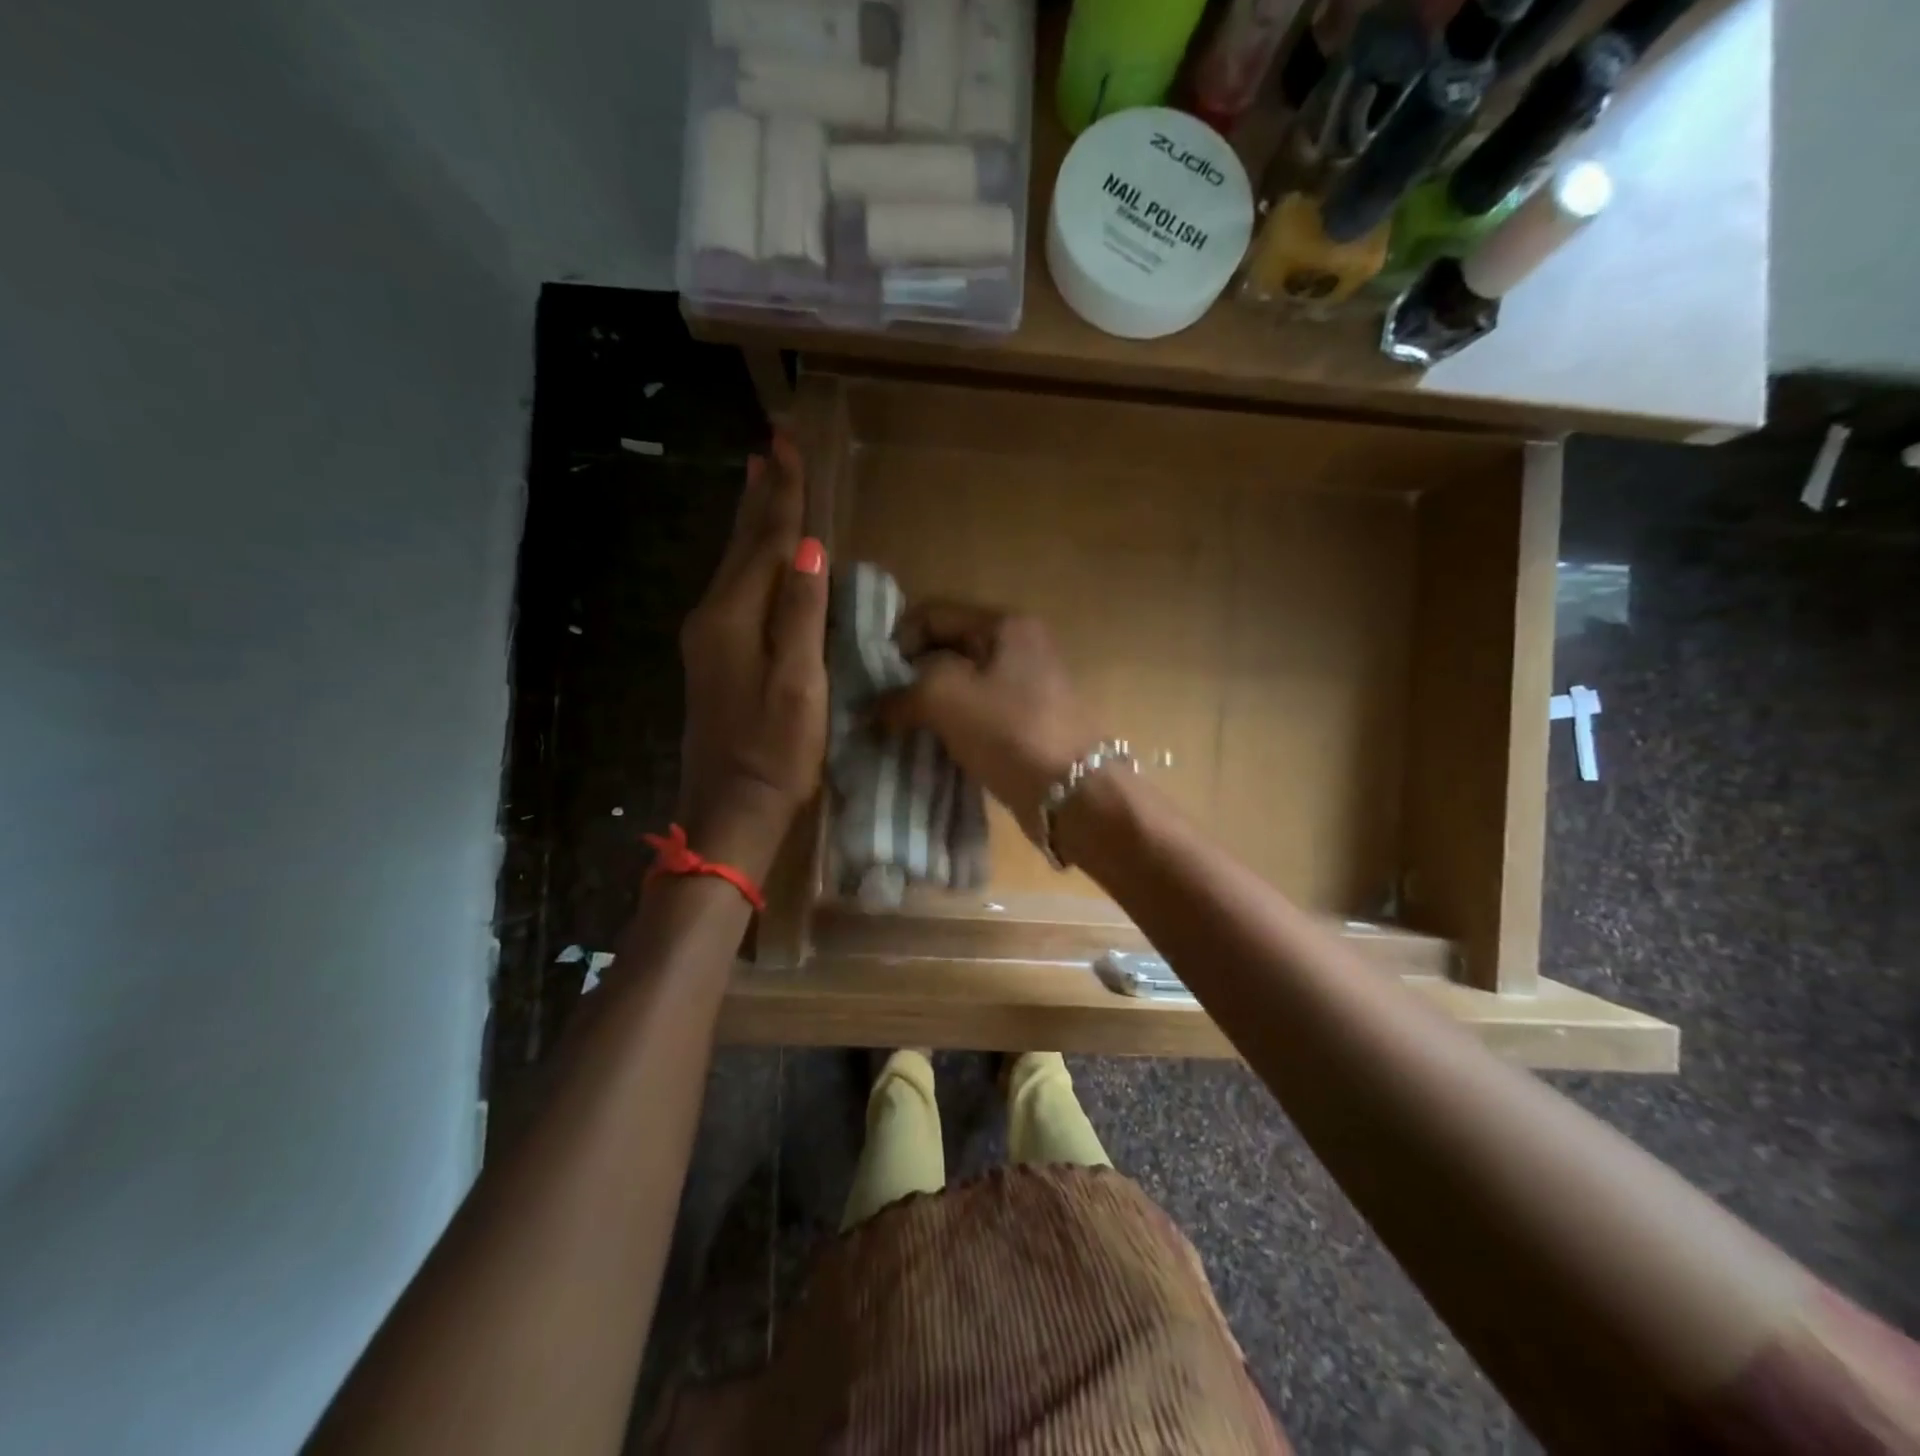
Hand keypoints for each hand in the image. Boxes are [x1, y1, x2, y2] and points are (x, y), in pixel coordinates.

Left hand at [675, 435, 828, 879]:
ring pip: (734, 565)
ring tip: (762, 482)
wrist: (731, 811)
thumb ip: (802, 615)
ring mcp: (708, 639)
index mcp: (733, 617)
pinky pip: (735, 591)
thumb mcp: (799, 683)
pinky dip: (749, 560)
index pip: (767, 542)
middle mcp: (712, 617)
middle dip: (761, 497)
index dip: (784, 495)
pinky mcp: (714, 659)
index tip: (789, 444)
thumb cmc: (776, 752)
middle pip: (742, 545)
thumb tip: (811, 549)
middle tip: (772, 449)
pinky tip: (757, 556)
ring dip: (751, 523)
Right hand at [878, 603, 1097, 845]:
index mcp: (1006, 626)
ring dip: (927, 706)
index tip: (872, 679)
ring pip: (960, 687)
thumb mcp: (947, 697)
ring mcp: (1025, 689)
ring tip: (896, 729)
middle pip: (947, 650)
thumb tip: (872, 708)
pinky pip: (975, 716)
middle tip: (878, 707)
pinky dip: (949, 728)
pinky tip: (926, 746)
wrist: (1076, 794)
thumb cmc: (1012, 732)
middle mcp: (1019, 649)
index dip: (897, 641)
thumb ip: (902, 693)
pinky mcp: (1025, 726)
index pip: (934, 615)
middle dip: (909, 677)